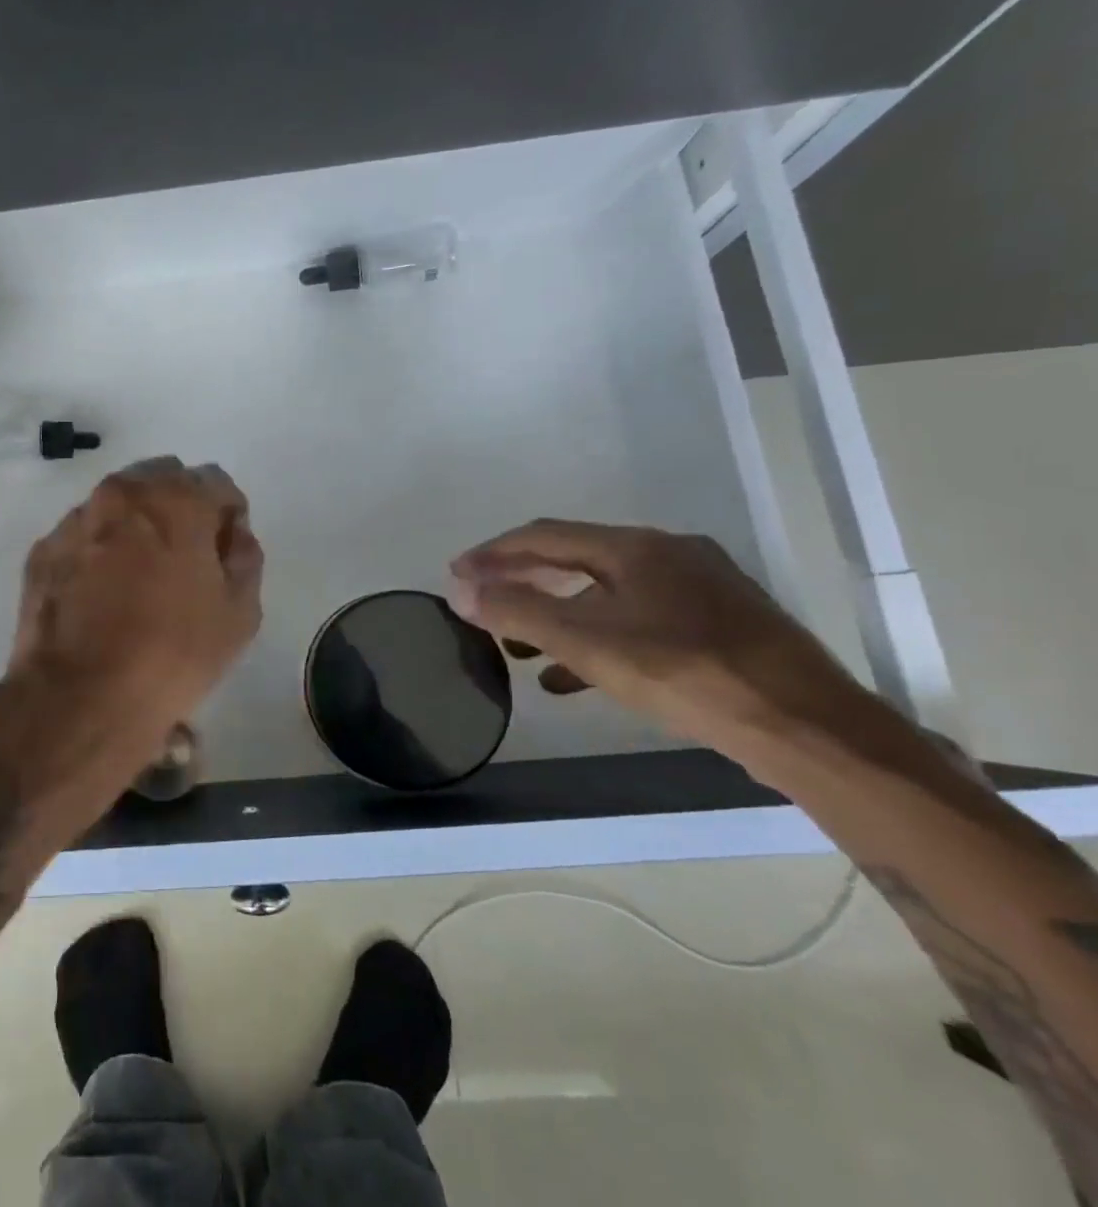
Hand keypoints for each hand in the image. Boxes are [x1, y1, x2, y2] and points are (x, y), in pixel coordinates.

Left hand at [0, 457, 263, 801]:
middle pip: (162, 481)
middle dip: (179, 509)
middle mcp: (122, 494)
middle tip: (184, 559)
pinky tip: (101, 594)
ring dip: (135, 526)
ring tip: (138, 578)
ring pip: (117, 505)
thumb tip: (232, 535)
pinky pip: (83, 535)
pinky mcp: (43, 550)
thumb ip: (244, 557)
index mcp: (176, 499)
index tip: (225, 552)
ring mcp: (76, 520)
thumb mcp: (240, 612)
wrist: (80, 696)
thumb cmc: (172, 653)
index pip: (215, 482)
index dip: (227, 516)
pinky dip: (98, 550)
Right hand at [446, 519, 872, 757]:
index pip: (545, 536)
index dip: (493, 553)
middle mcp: (669, 556)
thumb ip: (518, 612)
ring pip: (606, 594)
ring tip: (518, 645)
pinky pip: (638, 622)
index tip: (455, 573)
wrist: (812, 730)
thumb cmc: (688, 674)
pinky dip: (596, 639)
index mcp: (636, 548)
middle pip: (575, 559)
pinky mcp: (719, 628)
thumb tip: (459, 590)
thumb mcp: (589, 642)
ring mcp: (700, 591)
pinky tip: (573, 675)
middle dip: (522, 581)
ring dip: (556, 613)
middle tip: (483, 601)